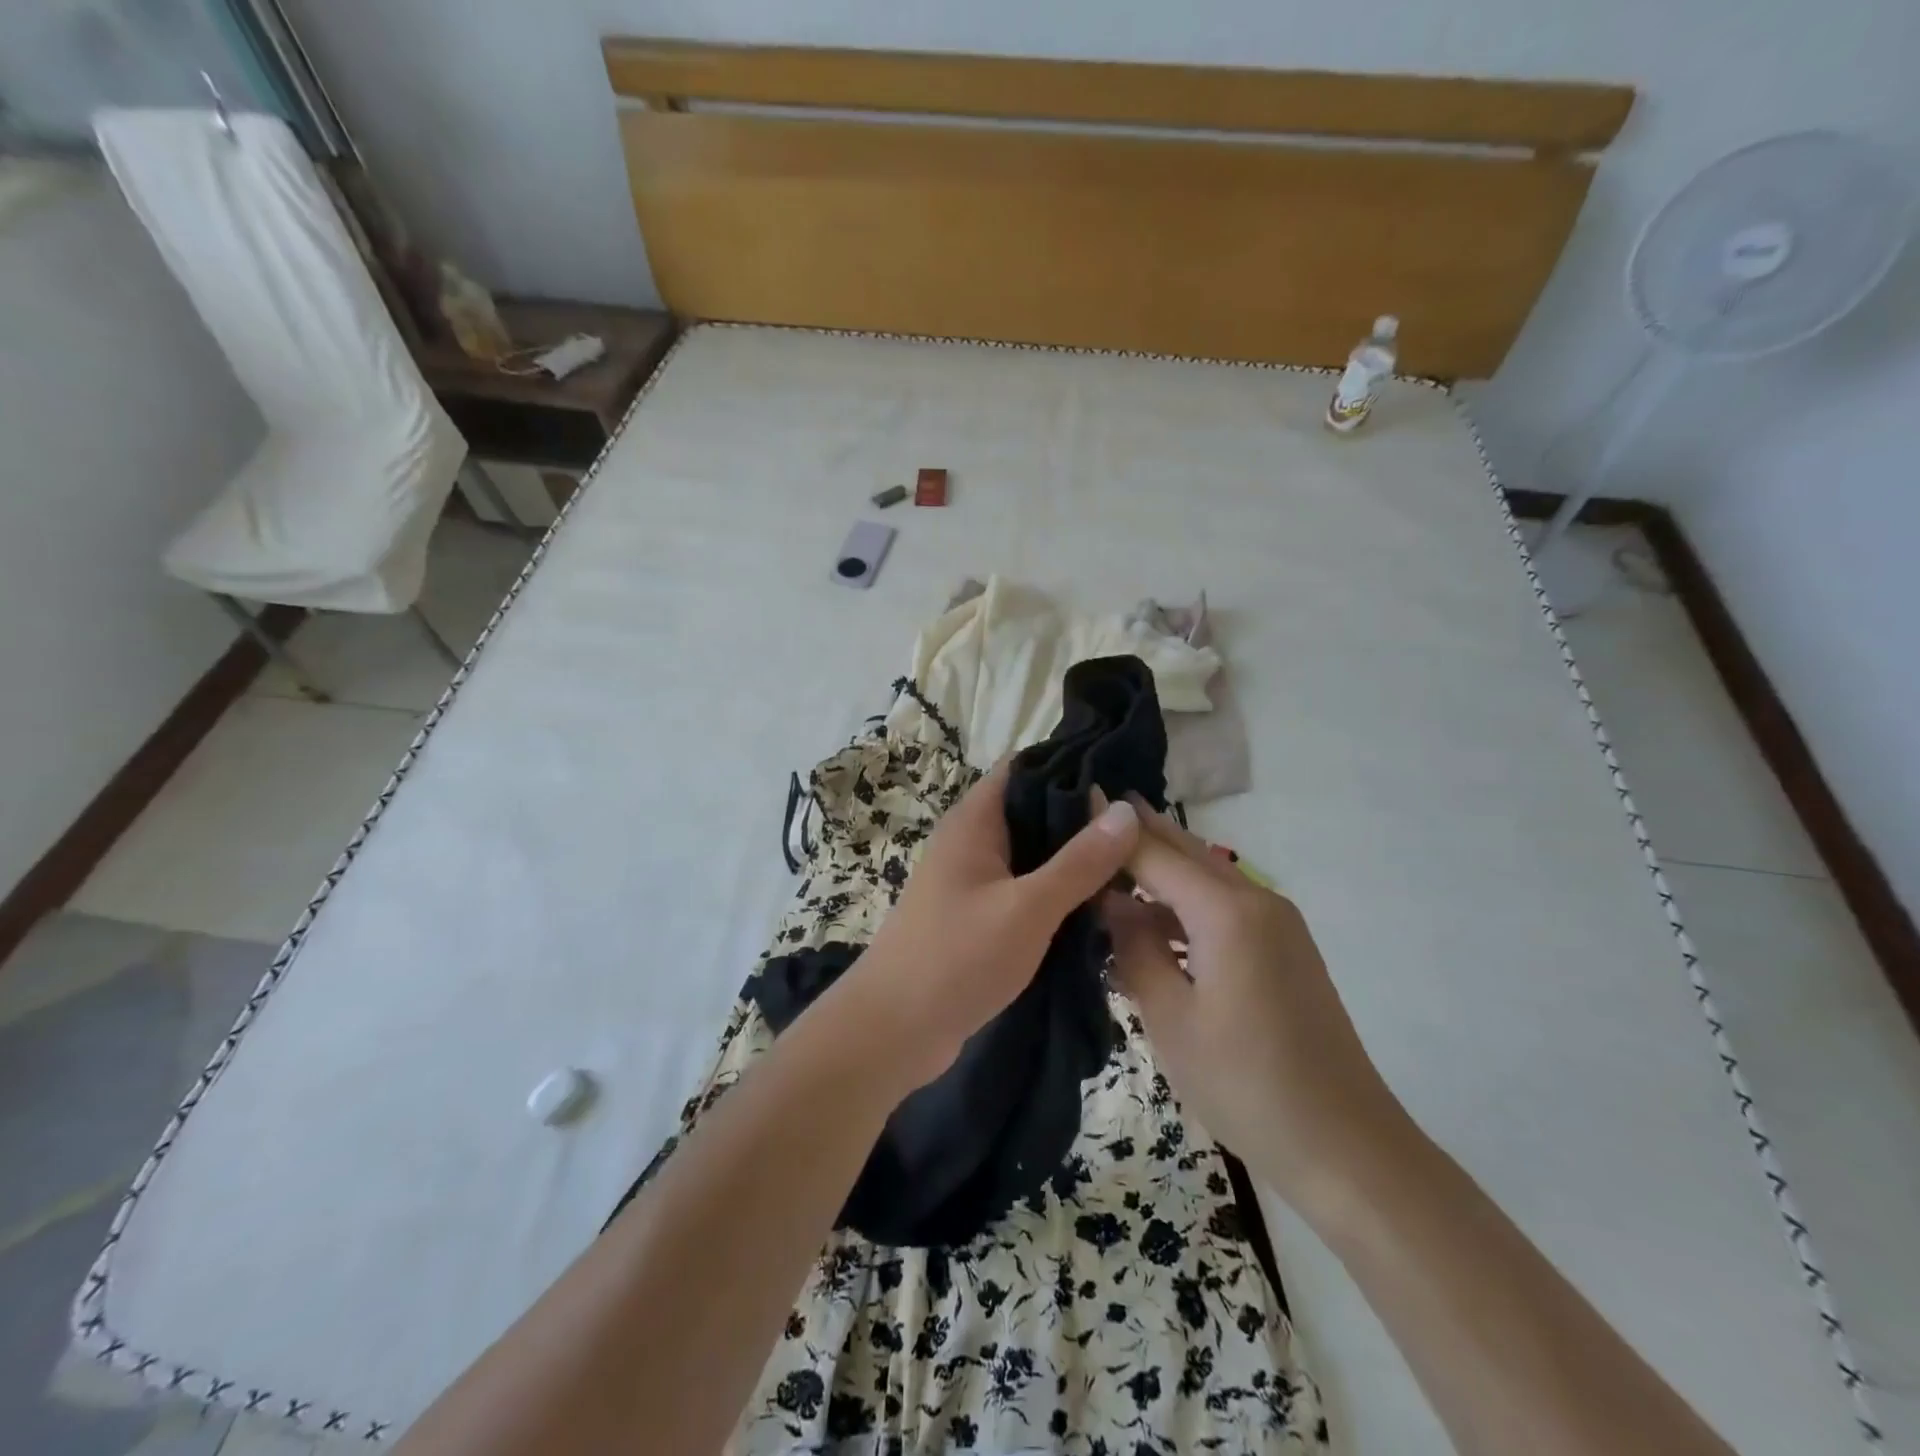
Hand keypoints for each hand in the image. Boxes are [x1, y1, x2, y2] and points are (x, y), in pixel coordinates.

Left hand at [837, 761, 1140, 1090]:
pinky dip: (1058, 893)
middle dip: (1084, 819)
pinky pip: (1026, 889)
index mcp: (974, 821)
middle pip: (1034, 810)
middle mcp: (972, 840)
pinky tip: (1099, 907)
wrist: (893, 1032)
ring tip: (1135, 867)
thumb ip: (1079, 862)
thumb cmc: (957, 958)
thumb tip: (1126, 810)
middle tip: (1144, 831)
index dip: (1073, 766)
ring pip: (1034, 854)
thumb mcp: (1028, 908)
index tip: (1126, 780)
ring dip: (1075, 861)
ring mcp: (973, 879)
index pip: (1026, 767)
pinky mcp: (979, 915)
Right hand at [1102, 798, 1409, 1204]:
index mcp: (1226, 912)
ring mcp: (1277, 923)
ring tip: (1109, 866)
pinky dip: (1184, 903)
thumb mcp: (1170, 1018)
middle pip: (1186, 850)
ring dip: (1160, 869)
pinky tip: (1152, 922)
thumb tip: (1112, 901)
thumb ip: (1135, 948)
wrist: (1345, 1147)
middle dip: (1139, 832)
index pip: (1154, 853)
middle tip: (1089, 811)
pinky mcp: (1284, 949)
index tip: (1073, 801)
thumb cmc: (1245, 1083)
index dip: (1111, 830)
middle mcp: (1256, 900)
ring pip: (1205, 876)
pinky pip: (1223, 906)